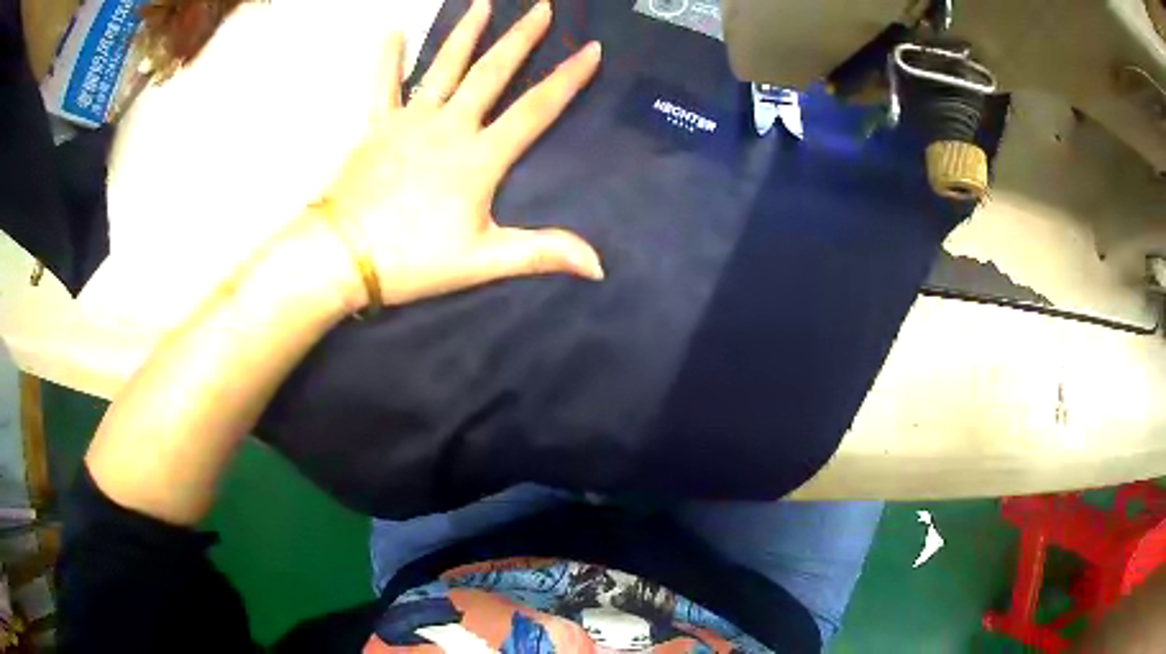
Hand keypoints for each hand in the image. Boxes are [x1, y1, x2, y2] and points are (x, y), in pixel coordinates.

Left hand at [315, 0, 603, 307]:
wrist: (343, 256)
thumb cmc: (413, 259)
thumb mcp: (481, 261)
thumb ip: (541, 253)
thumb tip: (599, 266)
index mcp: (479, 157)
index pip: (535, 110)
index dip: (567, 79)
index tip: (591, 49)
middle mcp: (449, 126)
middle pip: (492, 72)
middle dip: (520, 37)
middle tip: (541, 6)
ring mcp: (409, 121)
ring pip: (444, 66)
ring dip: (465, 32)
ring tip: (482, 2)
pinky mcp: (377, 127)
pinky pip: (383, 85)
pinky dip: (387, 59)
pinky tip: (391, 33)